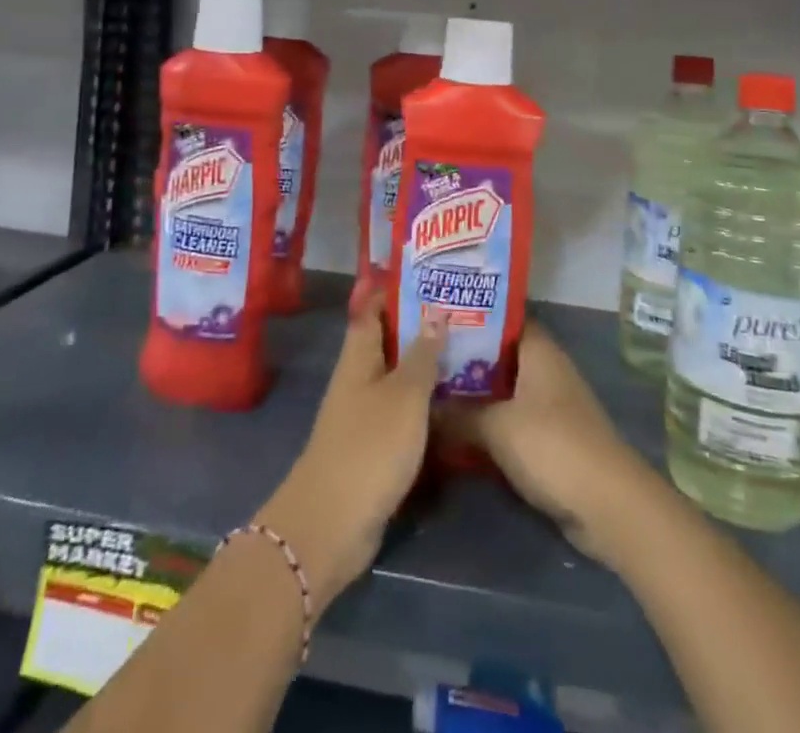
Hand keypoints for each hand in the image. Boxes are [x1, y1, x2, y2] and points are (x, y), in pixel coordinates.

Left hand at [255, 289, 445, 606]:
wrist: (333, 524)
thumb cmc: (370, 447)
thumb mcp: (405, 396)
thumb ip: (422, 354)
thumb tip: (435, 310)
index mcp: (359, 356)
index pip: (373, 307)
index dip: (396, 288)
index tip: (430, 274)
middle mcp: (358, 377)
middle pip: (388, 340)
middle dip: (420, 324)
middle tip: (461, 310)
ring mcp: (364, 412)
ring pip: (398, 375)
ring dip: (425, 363)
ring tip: (467, 347)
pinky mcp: (374, 445)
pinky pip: (402, 409)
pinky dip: (424, 399)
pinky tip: (454, 398)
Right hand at [436, 323, 655, 567]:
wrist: (607, 506)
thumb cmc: (552, 446)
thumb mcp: (496, 427)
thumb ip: (457, 414)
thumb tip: (423, 406)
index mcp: (539, 350)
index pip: (503, 318)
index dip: (471, 315)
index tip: (435, 318)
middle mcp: (545, 369)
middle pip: (499, 355)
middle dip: (464, 358)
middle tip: (422, 356)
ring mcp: (549, 405)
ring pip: (503, 390)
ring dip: (474, 394)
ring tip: (430, 390)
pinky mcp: (550, 439)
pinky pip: (510, 420)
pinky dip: (487, 423)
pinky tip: (455, 430)